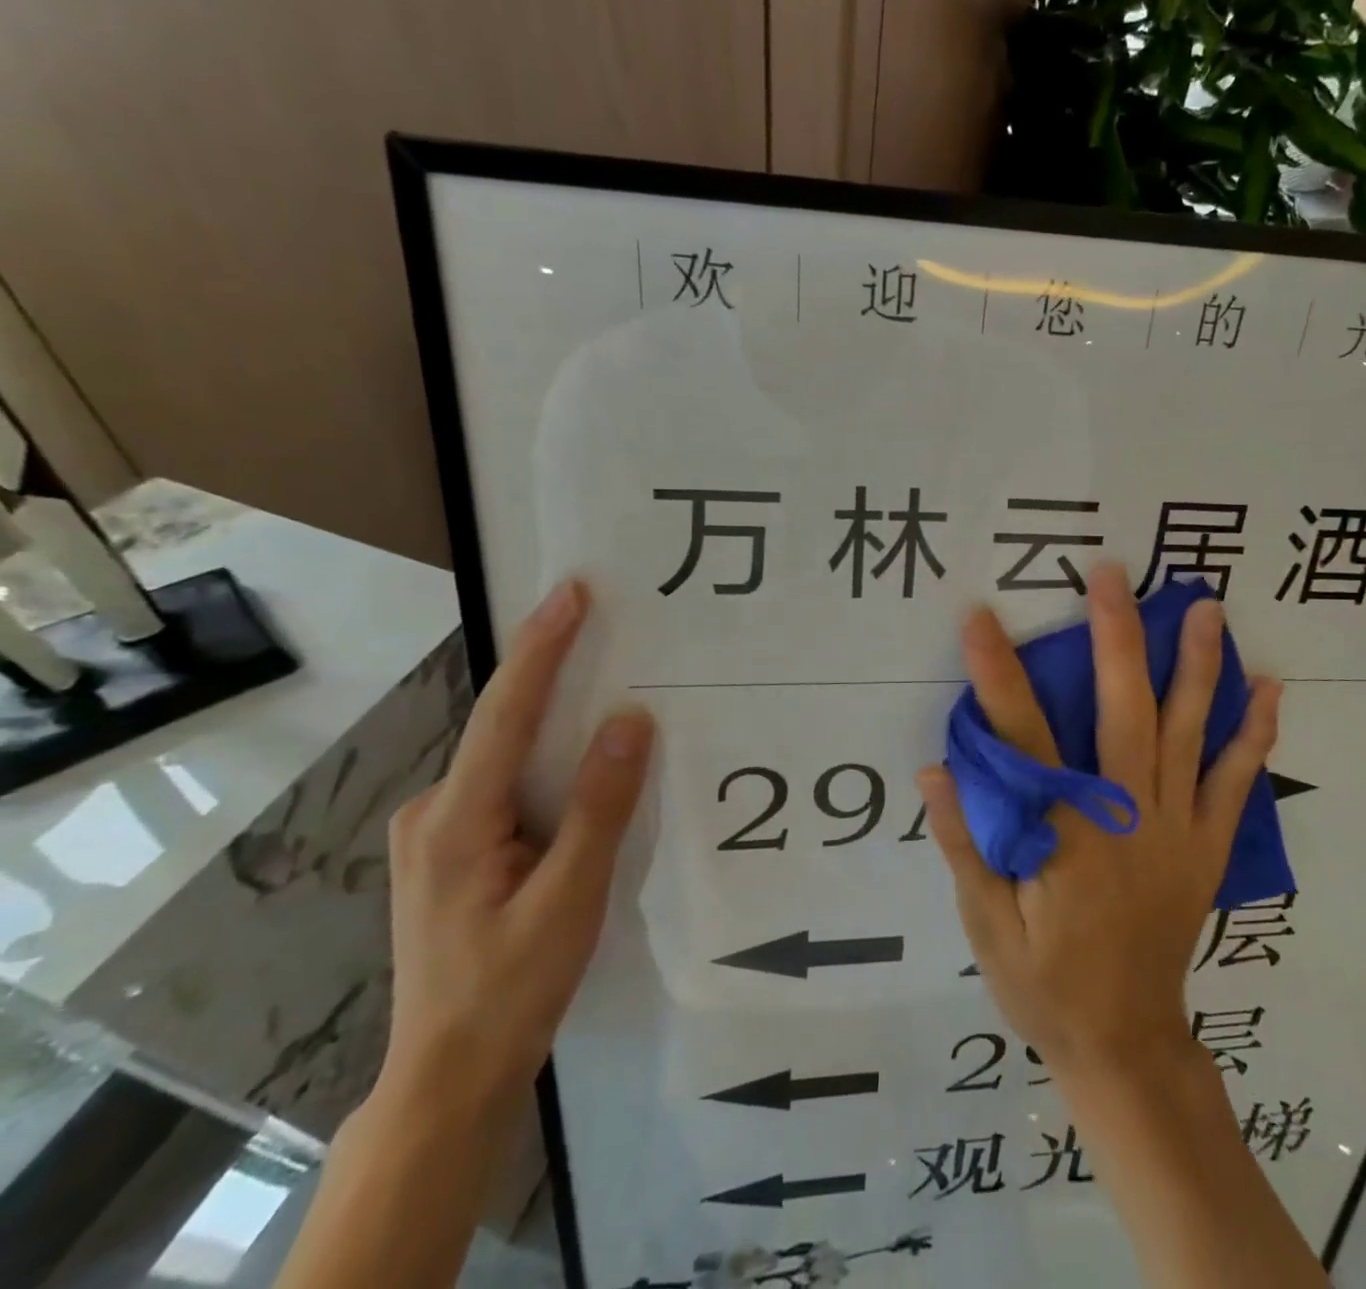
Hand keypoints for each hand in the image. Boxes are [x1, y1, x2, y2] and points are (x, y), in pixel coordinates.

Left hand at [379, 578, 652, 1117]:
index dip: (541, 647)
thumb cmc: (511, 988)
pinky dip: (550, 761)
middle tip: (608, 626)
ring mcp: (440, 832)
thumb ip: (600, 807)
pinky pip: (510, 784)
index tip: (571, 592)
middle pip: (504, 726)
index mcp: (456, 819)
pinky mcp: (456, 850)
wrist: (450, 1075)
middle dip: (554, 672)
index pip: (505, 713)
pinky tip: (585, 765)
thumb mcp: (568, 899)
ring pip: (509, 757)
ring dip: (556, 720)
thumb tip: (629, 720)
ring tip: (611, 688)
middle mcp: (435, 811)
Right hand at [918, 563, 1281, 1082]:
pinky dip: (1253, 734)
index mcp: (1065, 836)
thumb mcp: (986, 926)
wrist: (1126, 1042)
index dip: (998, 675)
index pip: (1024, 740)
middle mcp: (1127, 818)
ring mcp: (1176, 828)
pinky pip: (1234, 781)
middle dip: (1114, 636)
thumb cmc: (1044, 983)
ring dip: (1196, 665)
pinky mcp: (1205, 845)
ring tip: (1203, 605)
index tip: (980, 618)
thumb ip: (966, 843)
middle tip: (1111, 573)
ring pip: (1187, 732)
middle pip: (1123, 712)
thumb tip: (935, 769)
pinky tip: (1268, 687)